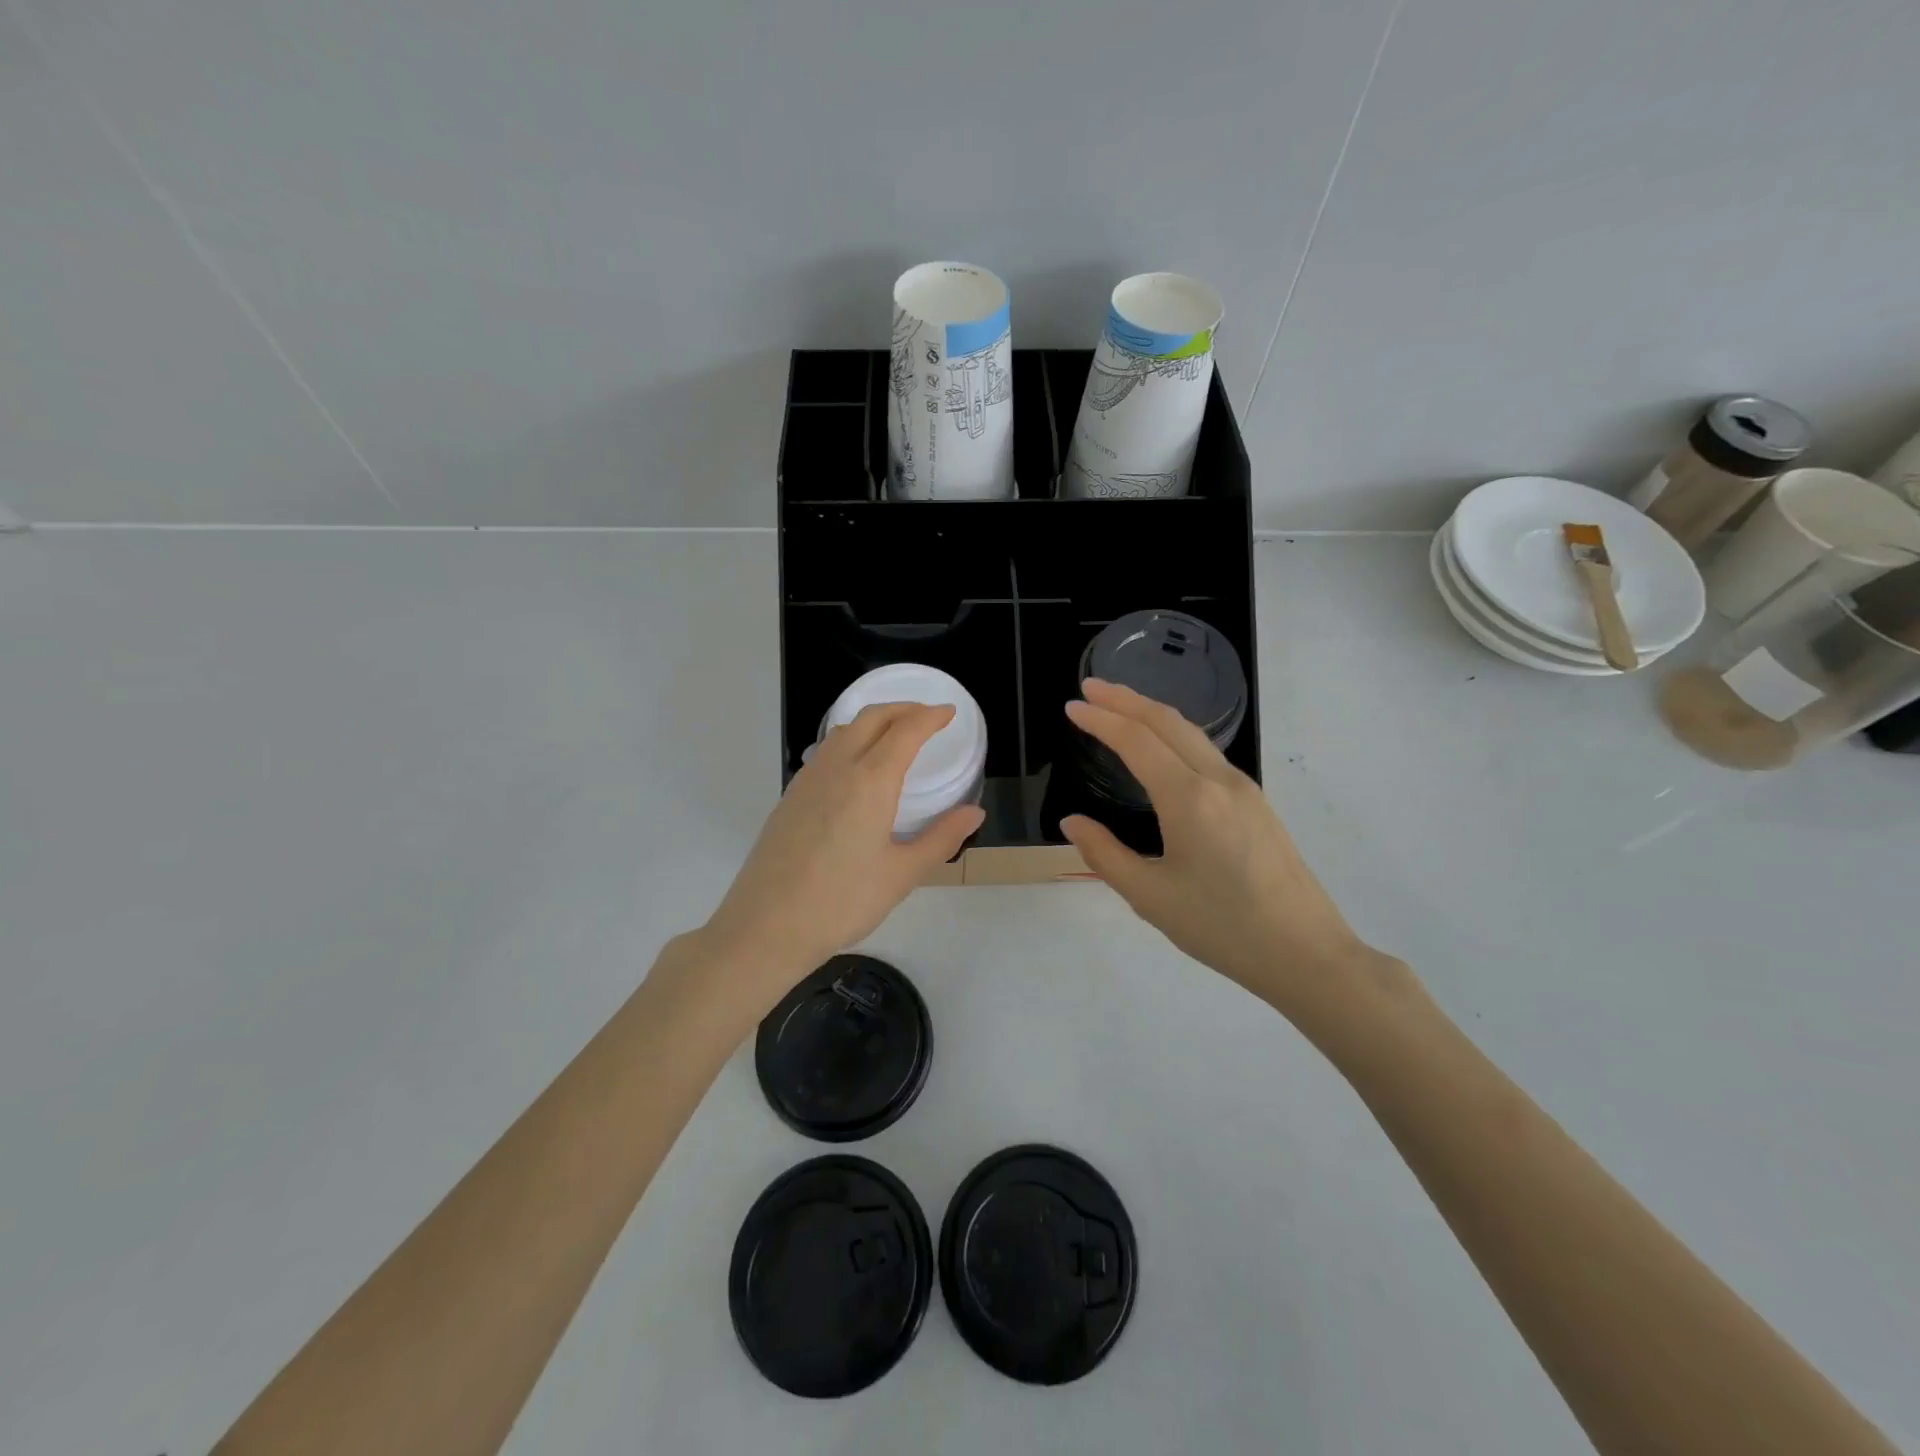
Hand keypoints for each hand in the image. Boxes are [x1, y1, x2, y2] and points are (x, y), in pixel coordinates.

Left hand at [696, 702, 984, 1011]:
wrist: (767, 926)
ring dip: (874, 721)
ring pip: (844, 730)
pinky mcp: (790, 796)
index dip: (930, 717)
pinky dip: (850, 740)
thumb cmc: (842, 901)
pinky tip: (857, 767)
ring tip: (895, 735)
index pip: (905, 731)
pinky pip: (826, 751)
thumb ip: (941, 838)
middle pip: (872, 718)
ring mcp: (808, 779)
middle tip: (927, 717)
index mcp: (870, 781)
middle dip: (903, 709)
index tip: (949, 713)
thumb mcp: (902, 874)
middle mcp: (838, 768)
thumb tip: (974, 812)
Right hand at [1061, 679, 1398, 1019]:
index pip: (1137, 741)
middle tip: (1090, 686)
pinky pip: (1207, 752)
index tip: (1072, 706)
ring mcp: (1243, 788)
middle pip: (1167, 722)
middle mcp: (1218, 780)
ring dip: (1151, 712)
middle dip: (1126, 699)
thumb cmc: (1222, 928)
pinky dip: (1174, 734)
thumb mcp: (1150, 897)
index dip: (1101, 719)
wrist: (1306, 953)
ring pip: (1191, 733)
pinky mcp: (1256, 802)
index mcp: (1189, 799)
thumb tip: (1072, 822)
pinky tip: (1162, 746)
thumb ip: (1105, 854)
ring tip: (1119, 706)